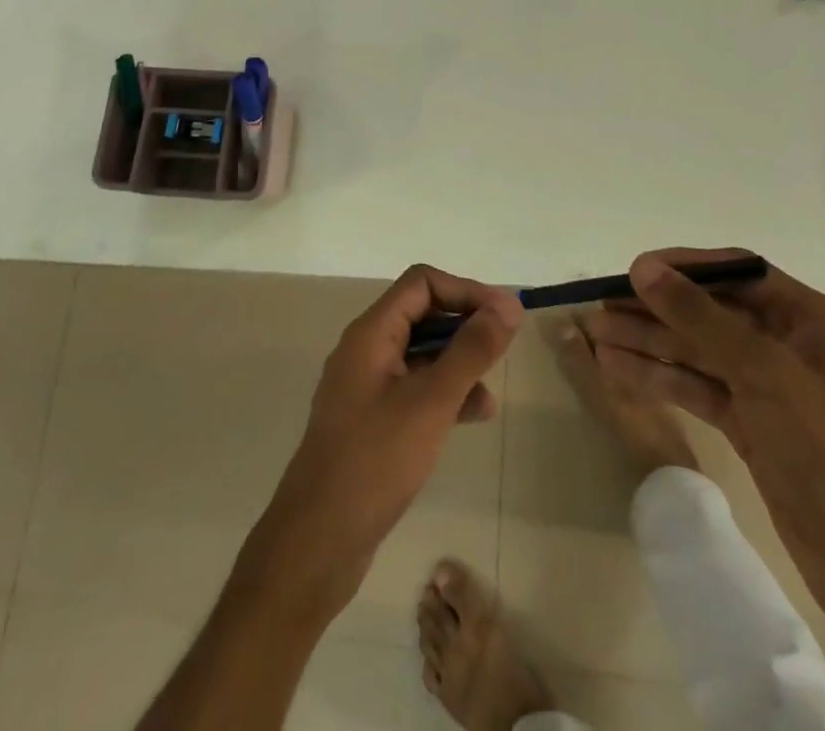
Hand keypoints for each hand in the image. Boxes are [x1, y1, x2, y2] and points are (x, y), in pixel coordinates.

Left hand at [241, 265, 521, 619]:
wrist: (317, 542)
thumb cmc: (375, 461)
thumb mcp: (431, 402)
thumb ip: (471, 351)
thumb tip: (508, 306)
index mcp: (371, 333)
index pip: (422, 283)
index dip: (465, 290)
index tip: (505, 315)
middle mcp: (366, 350)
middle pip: (422, 314)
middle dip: (465, 326)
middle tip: (505, 346)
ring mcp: (366, 386)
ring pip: (421, 354)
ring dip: (458, 363)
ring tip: (491, 394)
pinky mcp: (372, 420)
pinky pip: (414, 388)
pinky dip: (444, 393)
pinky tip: (472, 416)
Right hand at [584, 248, 824, 630]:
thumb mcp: (762, 370)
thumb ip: (699, 316)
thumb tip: (643, 268)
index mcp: (807, 318)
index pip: (737, 272)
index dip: (684, 266)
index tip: (635, 270)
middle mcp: (786, 343)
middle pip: (710, 313)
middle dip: (656, 310)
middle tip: (602, 308)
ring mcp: (766, 386)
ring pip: (697, 351)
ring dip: (648, 343)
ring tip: (596, 336)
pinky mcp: (750, 424)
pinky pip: (697, 387)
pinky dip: (660, 378)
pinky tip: (618, 370)